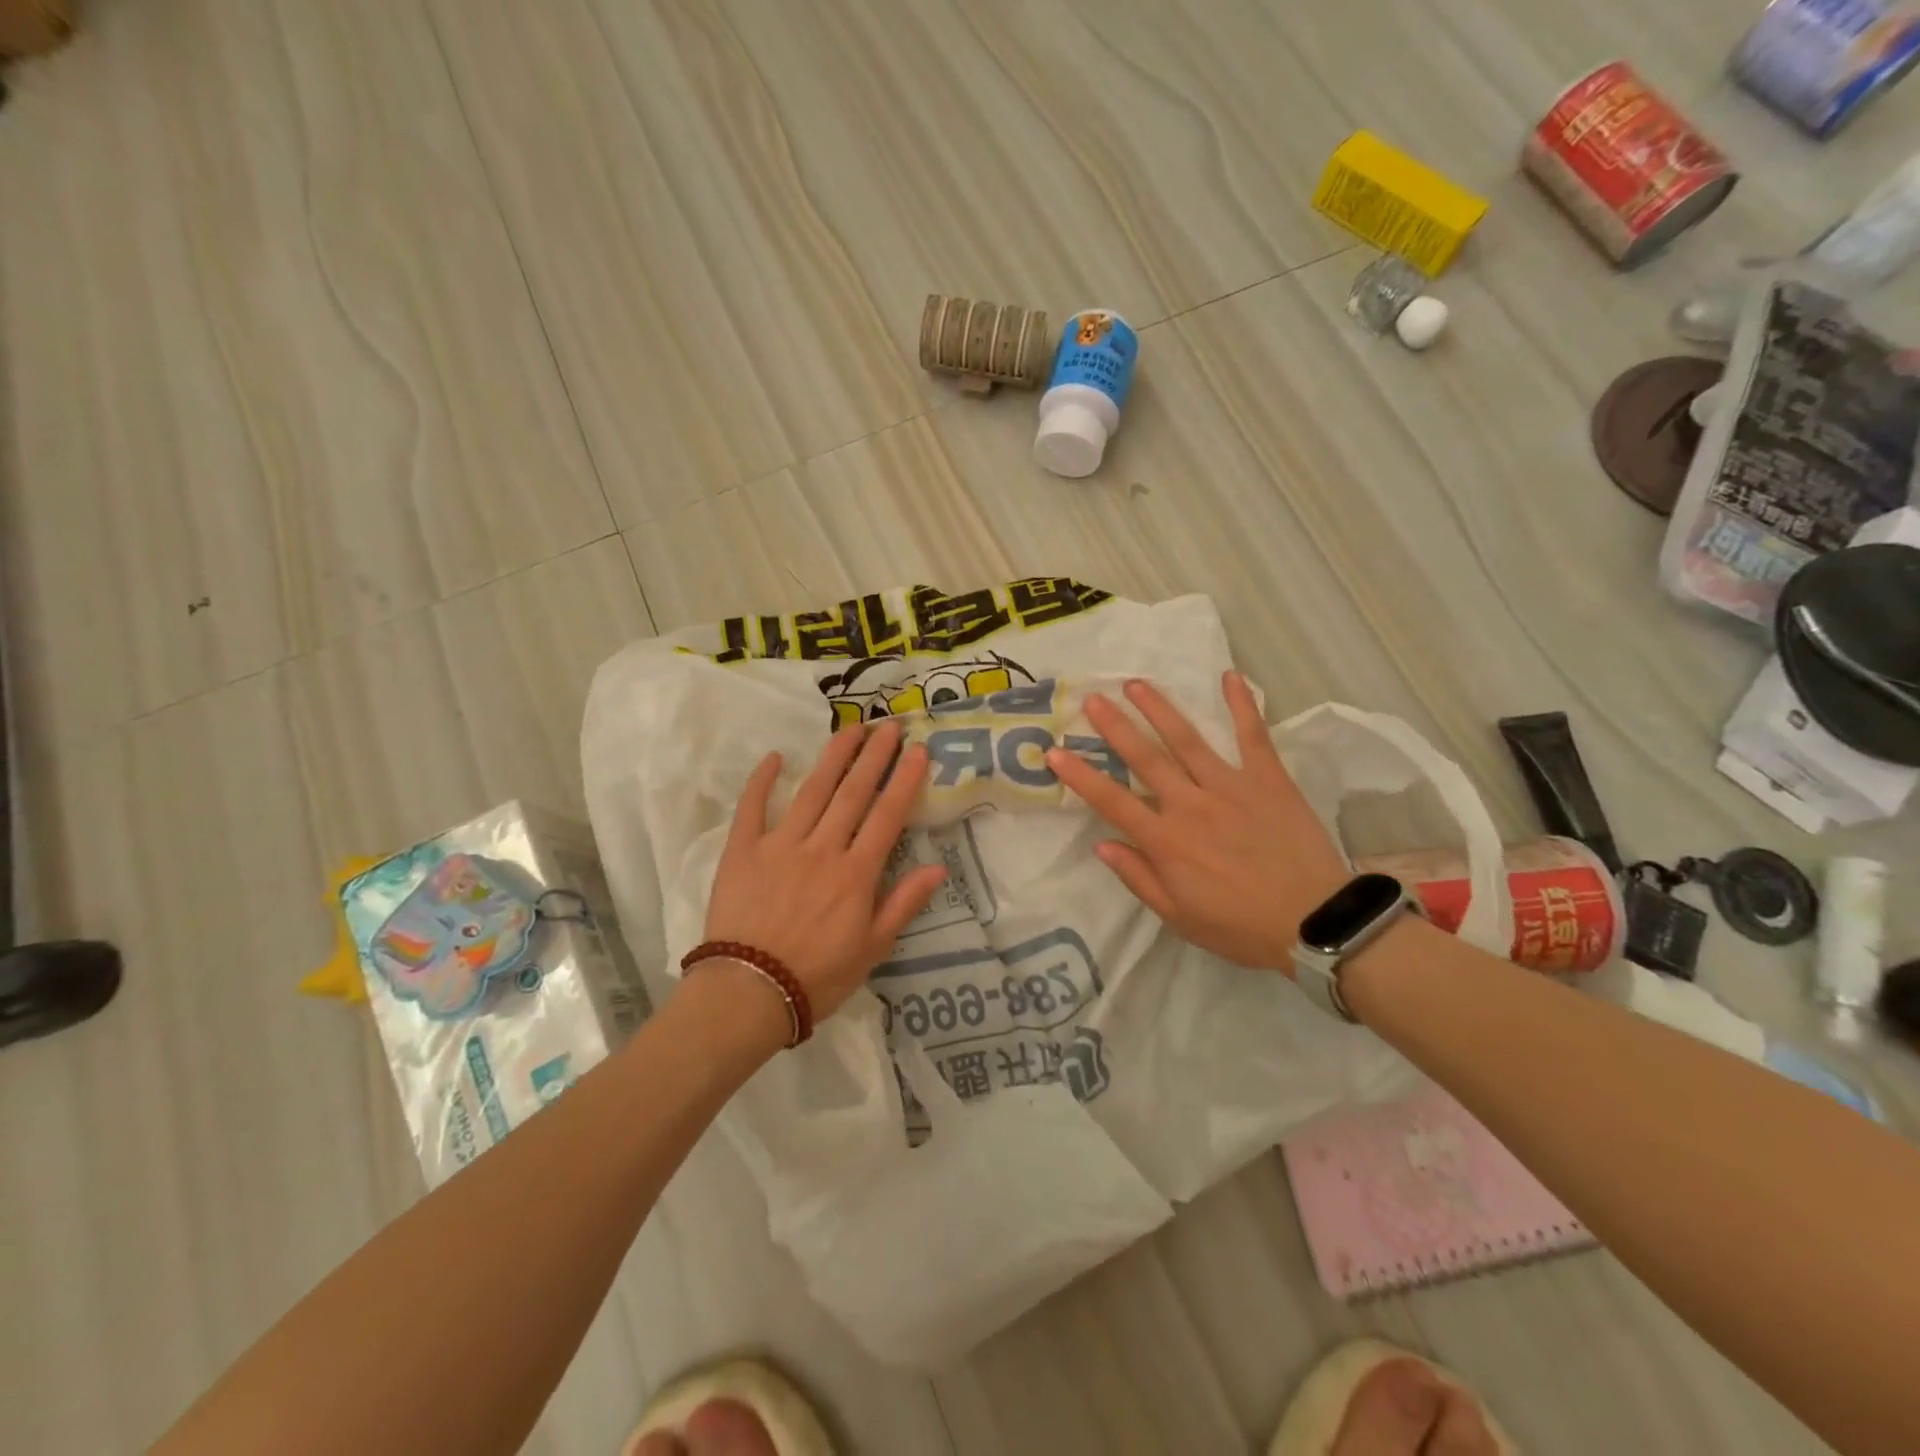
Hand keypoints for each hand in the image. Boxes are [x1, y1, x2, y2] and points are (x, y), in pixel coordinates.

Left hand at [702, 719, 946, 1020]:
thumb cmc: (818, 976)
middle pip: (853, 793)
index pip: (887, 816)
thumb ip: (903, 903)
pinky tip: (776, 756)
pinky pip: (752, 807)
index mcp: (856, 873)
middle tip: (889, 725)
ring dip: (834, 757)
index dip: (905, 780)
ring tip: (851, 729)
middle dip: (875, 756)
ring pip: (813, 791)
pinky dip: (762, 780)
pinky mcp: (743, 851)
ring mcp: (780, 845)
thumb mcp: (873, 949)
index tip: (918, 750)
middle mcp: (822, 849)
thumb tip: (938, 867)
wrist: (748, 993)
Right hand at [1045, 672, 1348, 975]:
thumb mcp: (1179, 917)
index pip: (1112, 801)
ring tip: (1136, 683)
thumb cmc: (1240, 926)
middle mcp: (1191, 805)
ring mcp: (1231, 786)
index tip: (1054, 753)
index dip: (1080, 776)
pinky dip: (1242, 705)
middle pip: (1145, 759)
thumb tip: (1102, 845)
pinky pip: (1252, 736)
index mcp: (1166, 841)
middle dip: (1115, 727)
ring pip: (1187, 740)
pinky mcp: (1268, 779)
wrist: (1314, 921)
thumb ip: (1138, 878)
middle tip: (1093, 698)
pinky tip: (1229, 677)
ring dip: (1159, 709)